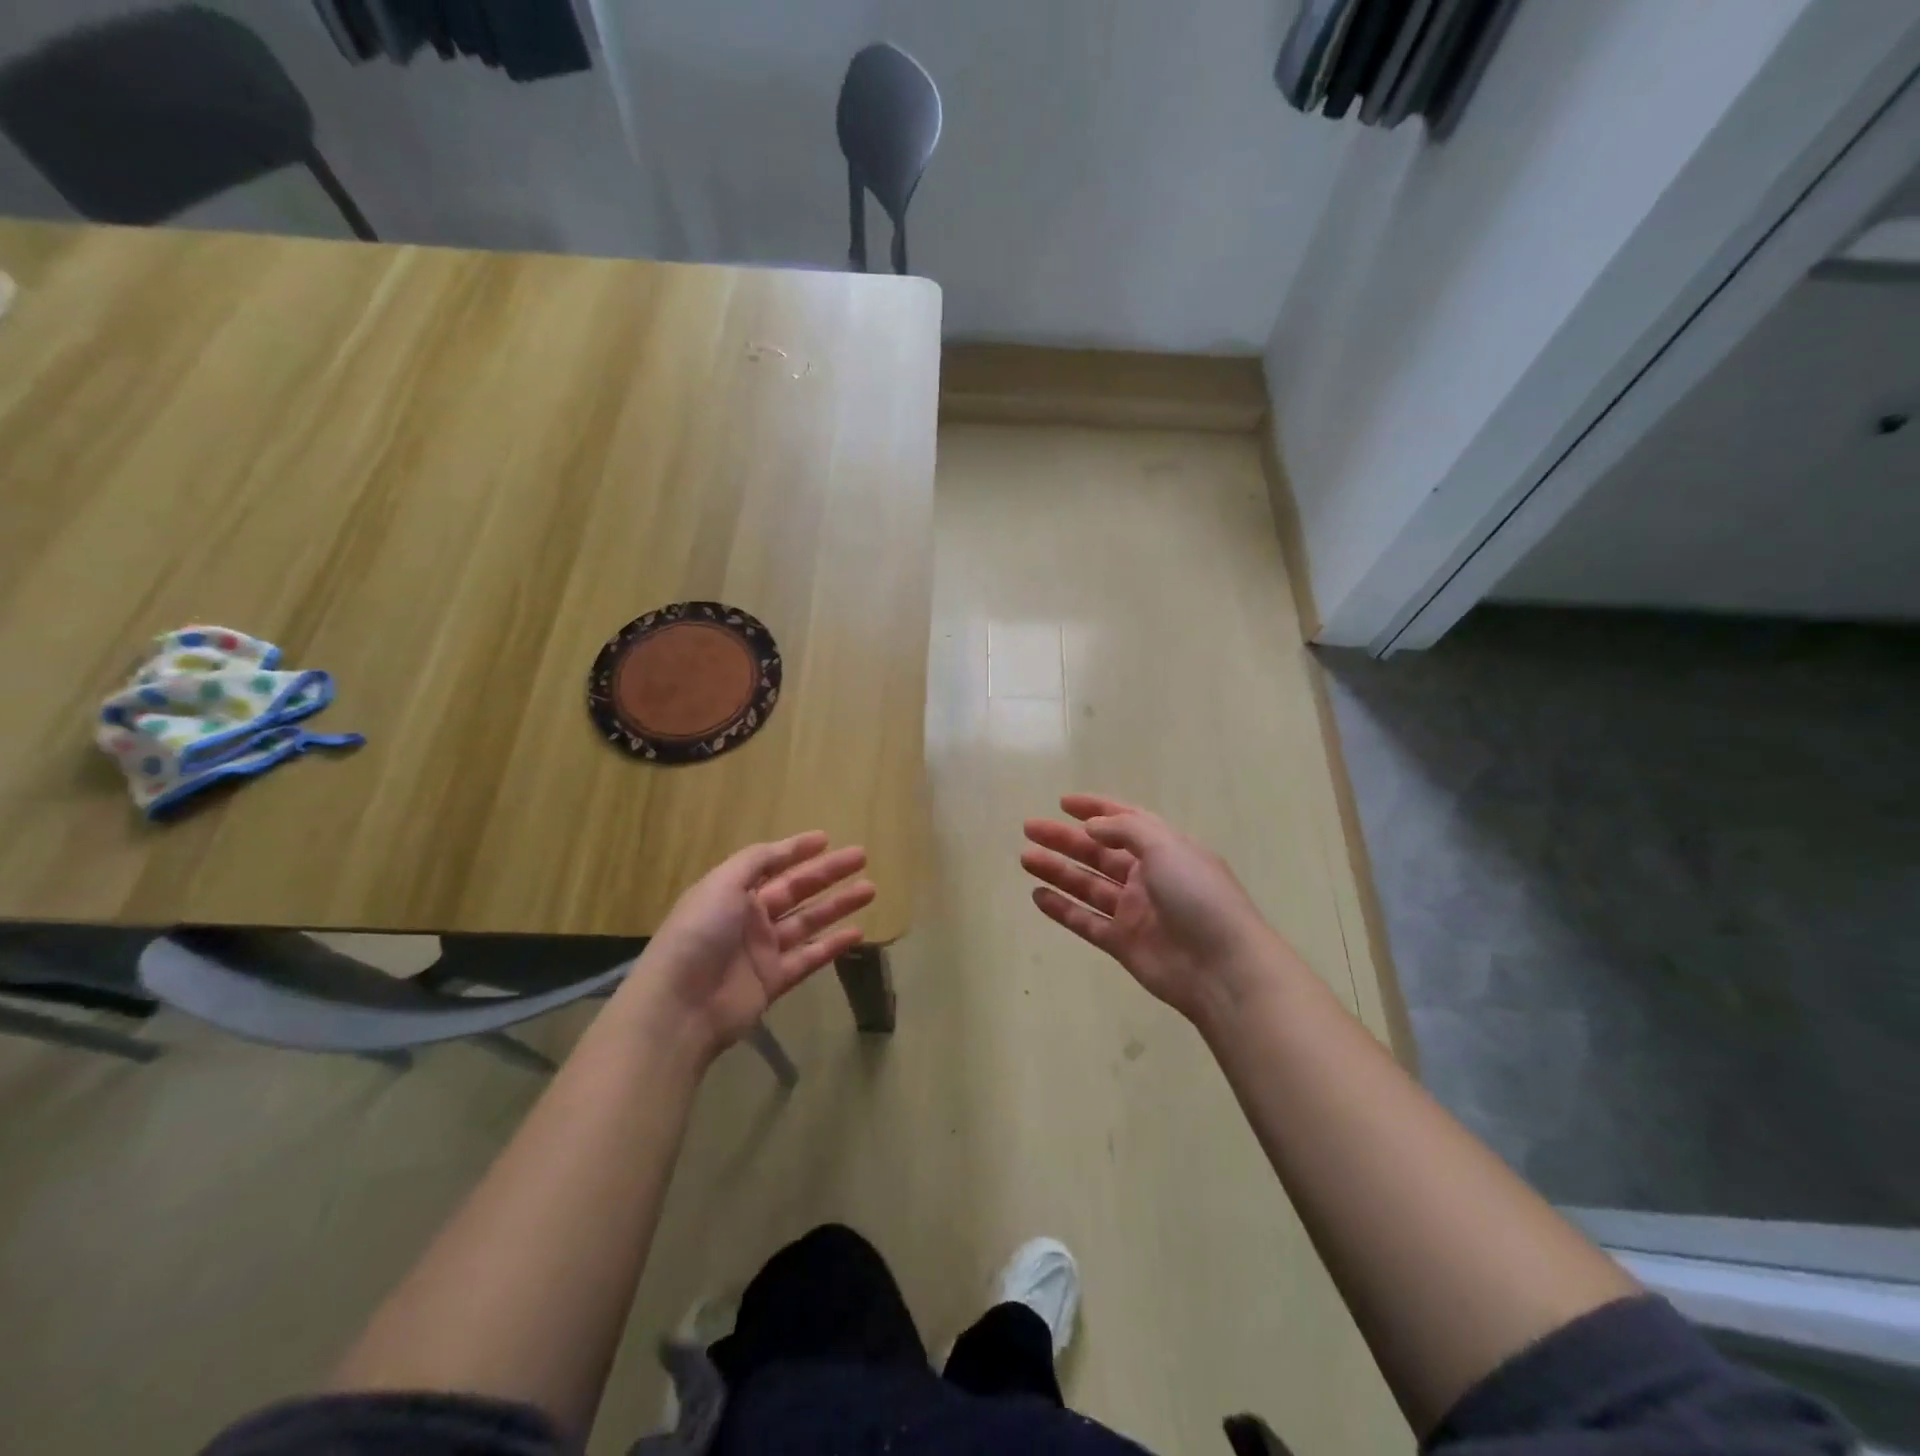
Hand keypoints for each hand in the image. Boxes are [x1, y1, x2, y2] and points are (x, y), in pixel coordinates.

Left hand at [628, 832, 873, 1062]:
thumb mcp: (722, 884)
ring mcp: (762, 950)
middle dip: (828, 873)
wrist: (681, 1005)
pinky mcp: (773, 981)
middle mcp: (748, 917)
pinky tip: (857, 933)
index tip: (826, 838)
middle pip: (796, 889)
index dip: (796, 850)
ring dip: (838, 905)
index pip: (770, 864)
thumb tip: (785, 848)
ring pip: (808, 921)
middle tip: (862, 857)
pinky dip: (832, 945)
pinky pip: (809, 957)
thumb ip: (755, 862)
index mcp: (731, 891)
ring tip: (870, 889)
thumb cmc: (700, 934)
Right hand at [1021, 794, 1300, 1028]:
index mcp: (1164, 849)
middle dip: (1064, 839)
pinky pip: (1086, 921)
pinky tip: (1037, 896)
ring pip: (1087, 885)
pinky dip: (1062, 909)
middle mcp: (1147, 876)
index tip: (1063, 803)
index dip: (1095, 809)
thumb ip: (1124, 830)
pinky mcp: (1123, 943)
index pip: (1125, 821)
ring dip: (1057, 870)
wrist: (1222, 967)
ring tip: (1025, 858)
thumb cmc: (1198, 896)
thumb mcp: (1165, 847)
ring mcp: (1134, 911)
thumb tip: (1091, 827)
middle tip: (1029, 828)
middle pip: (1098, 852)